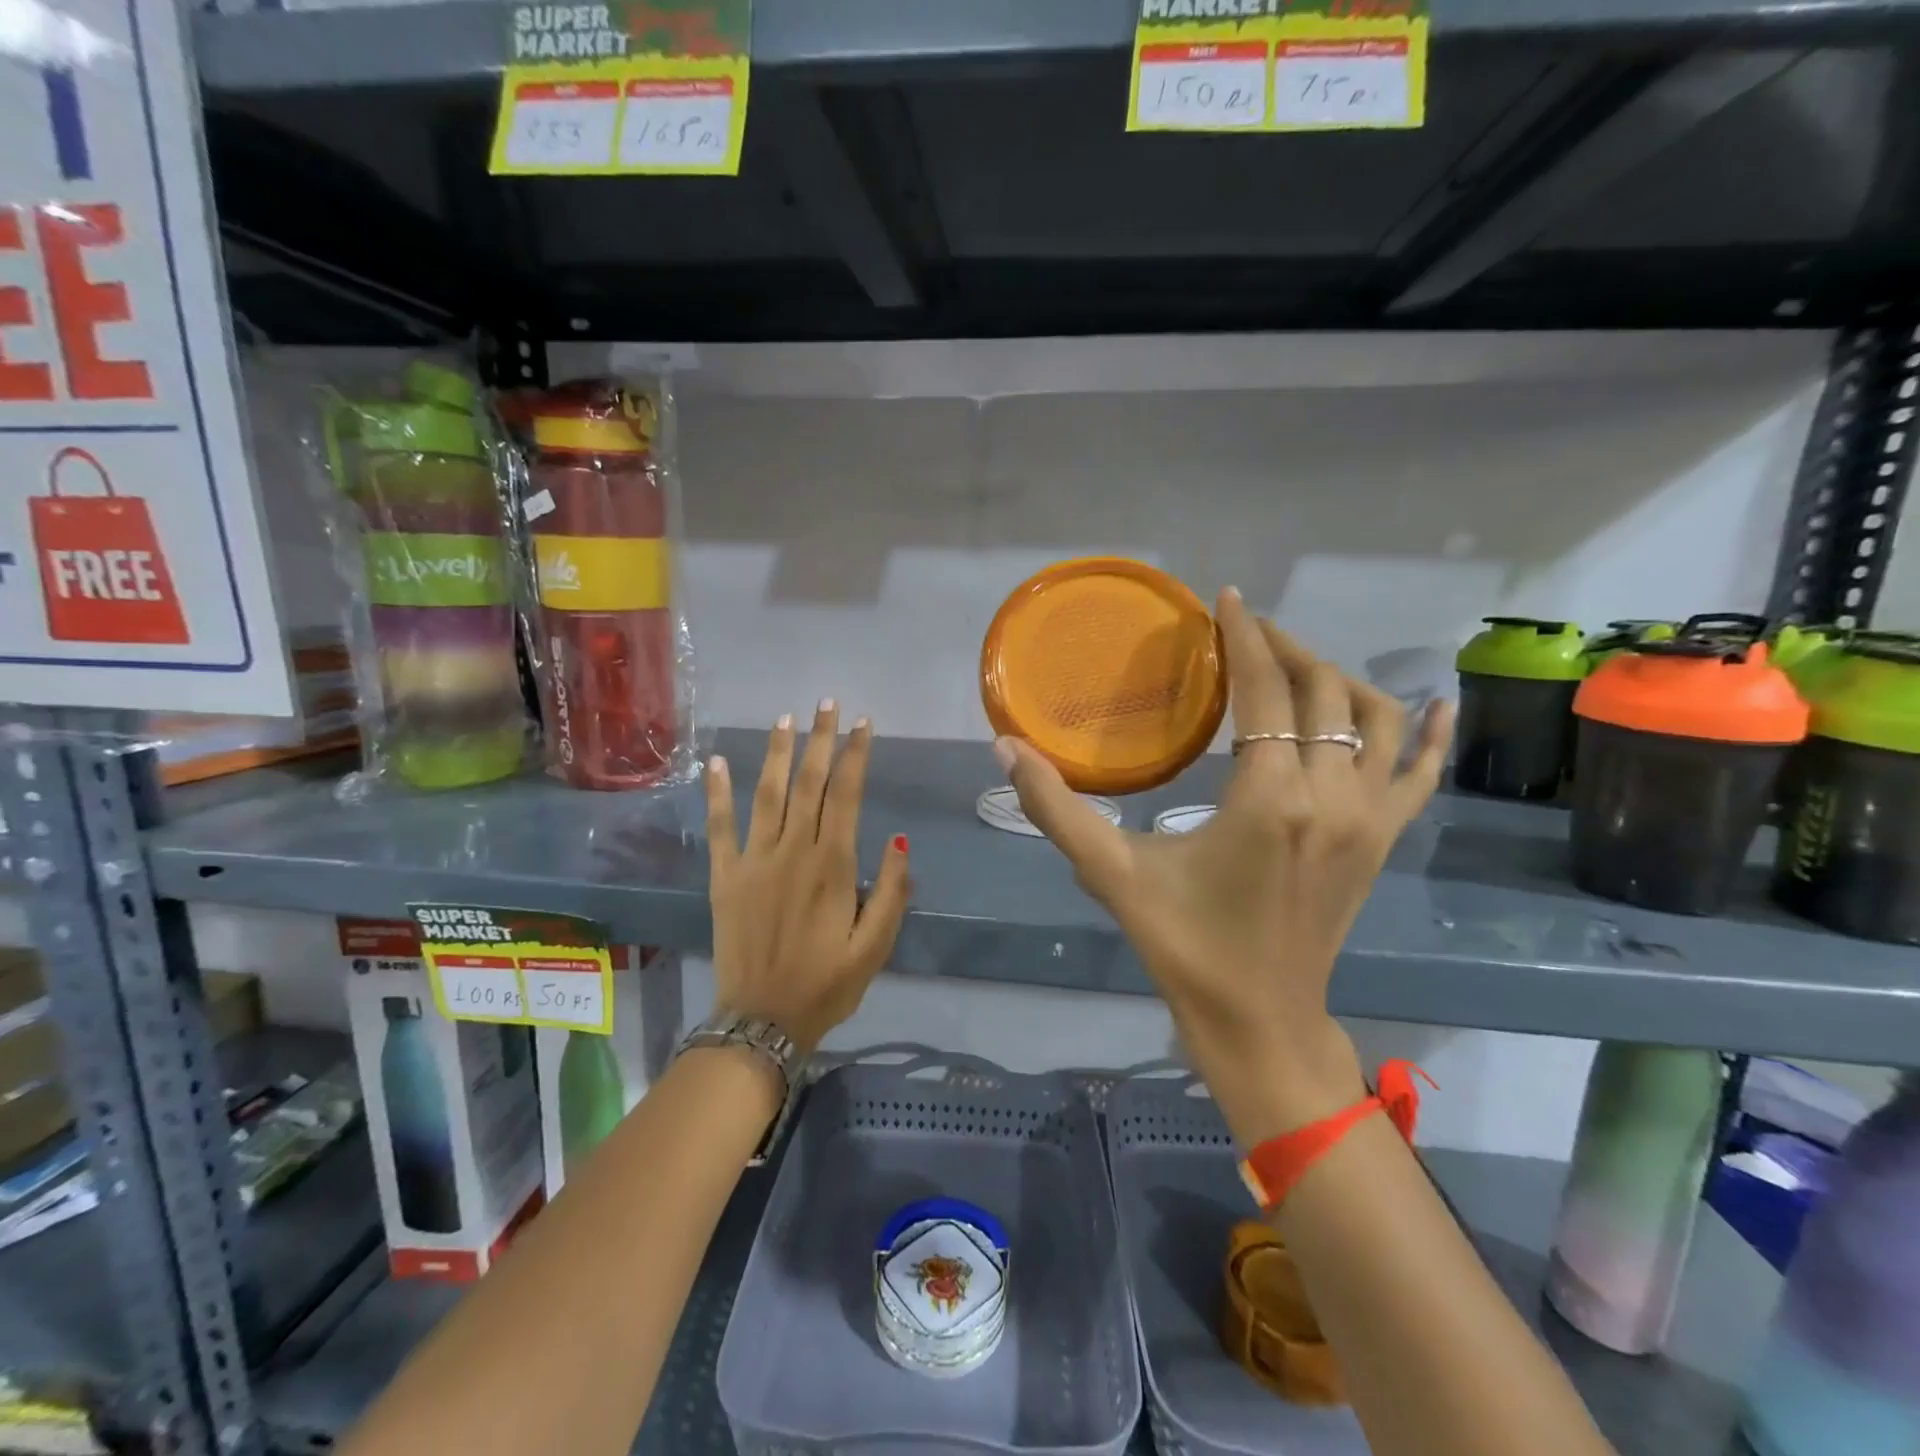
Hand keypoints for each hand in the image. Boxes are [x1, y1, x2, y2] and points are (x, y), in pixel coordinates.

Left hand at [706, 703, 910, 1056]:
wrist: (762, 1021)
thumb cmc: (827, 984)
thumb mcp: (876, 945)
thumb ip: (892, 890)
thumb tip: (899, 838)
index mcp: (833, 864)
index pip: (847, 794)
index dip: (856, 755)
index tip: (864, 724)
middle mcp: (793, 850)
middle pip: (809, 783)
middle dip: (820, 739)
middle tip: (826, 703)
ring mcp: (754, 860)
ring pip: (767, 793)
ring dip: (776, 752)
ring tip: (785, 718)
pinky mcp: (725, 877)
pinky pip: (720, 827)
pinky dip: (717, 793)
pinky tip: (715, 762)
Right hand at [997, 589, 1452, 1144]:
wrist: (1259, 1018)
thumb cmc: (1184, 945)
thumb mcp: (1112, 875)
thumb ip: (1056, 810)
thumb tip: (1005, 748)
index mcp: (1270, 798)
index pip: (1265, 690)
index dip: (1244, 636)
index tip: (1226, 599)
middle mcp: (1332, 796)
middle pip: (1322, 690)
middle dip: (1285, 648)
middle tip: (1244, 632)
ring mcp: (1370, 818)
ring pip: (1375, 718)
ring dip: (1337, 678)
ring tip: (1295, 664)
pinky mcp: (1384, 840)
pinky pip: (1421, 773)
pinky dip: (1430, 733)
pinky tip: (1437, 703)